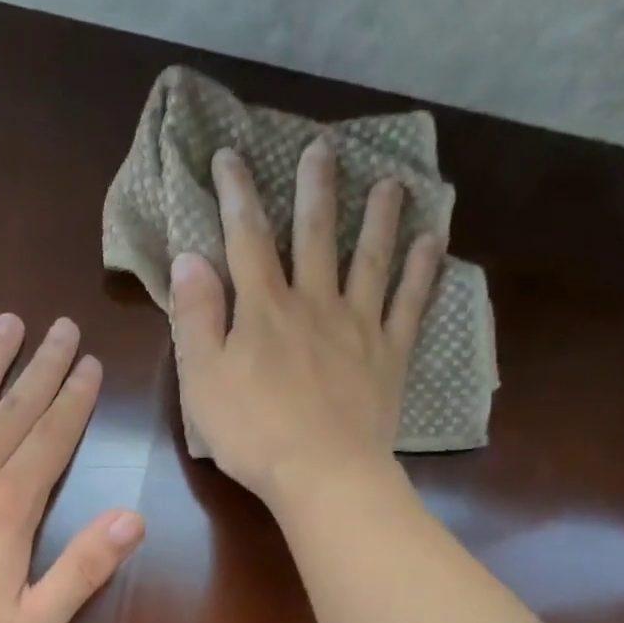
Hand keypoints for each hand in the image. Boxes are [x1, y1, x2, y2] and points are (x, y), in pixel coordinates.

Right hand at [172, 142, 440, 506]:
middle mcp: (314, 304)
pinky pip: (410, 305)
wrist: (321, 473)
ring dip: (379, 218)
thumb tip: (190, 258)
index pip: (246, 240)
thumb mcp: (202, 379)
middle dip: (315, 190)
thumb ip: (196, 317)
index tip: (230, 156)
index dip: (236, 195)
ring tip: (390, 183)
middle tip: (323, 149)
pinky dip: (422, 271)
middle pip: (315, 236)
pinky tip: (434, 241)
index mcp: (264, 309)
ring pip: (370, 260)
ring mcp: (358, 327)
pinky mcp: (389, 357)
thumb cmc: (252, 432)